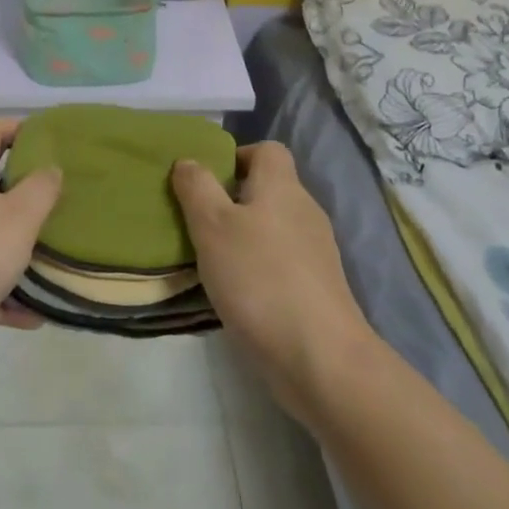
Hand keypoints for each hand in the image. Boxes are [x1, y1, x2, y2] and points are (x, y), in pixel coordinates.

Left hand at [0, 118, 61, 382]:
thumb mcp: (19, 218)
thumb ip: (41, 188)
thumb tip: (49, 168)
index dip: (18, 128)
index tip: (51, 142)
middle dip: (24, 191)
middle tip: (59, 201)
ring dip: (15, 246)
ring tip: (52, 259)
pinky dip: (0, 290)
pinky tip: (30, 315)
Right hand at [172, 142, 368, 424]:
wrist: (320, 357)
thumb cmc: (259, 278)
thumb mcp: (212, 226)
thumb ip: (197, 188)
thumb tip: (188, 161)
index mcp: (283, 187)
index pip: (268, 150)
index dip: (236, 156)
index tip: (207, 181)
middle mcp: (305, 211)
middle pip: (269, 188)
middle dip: (233, 199)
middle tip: (198, 221)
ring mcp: (317, 252)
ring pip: (274, 227)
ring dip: (244, 236)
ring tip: (211, 258)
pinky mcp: (318, 287)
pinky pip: (282, 261)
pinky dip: (259, 267)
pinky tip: (237, 290)